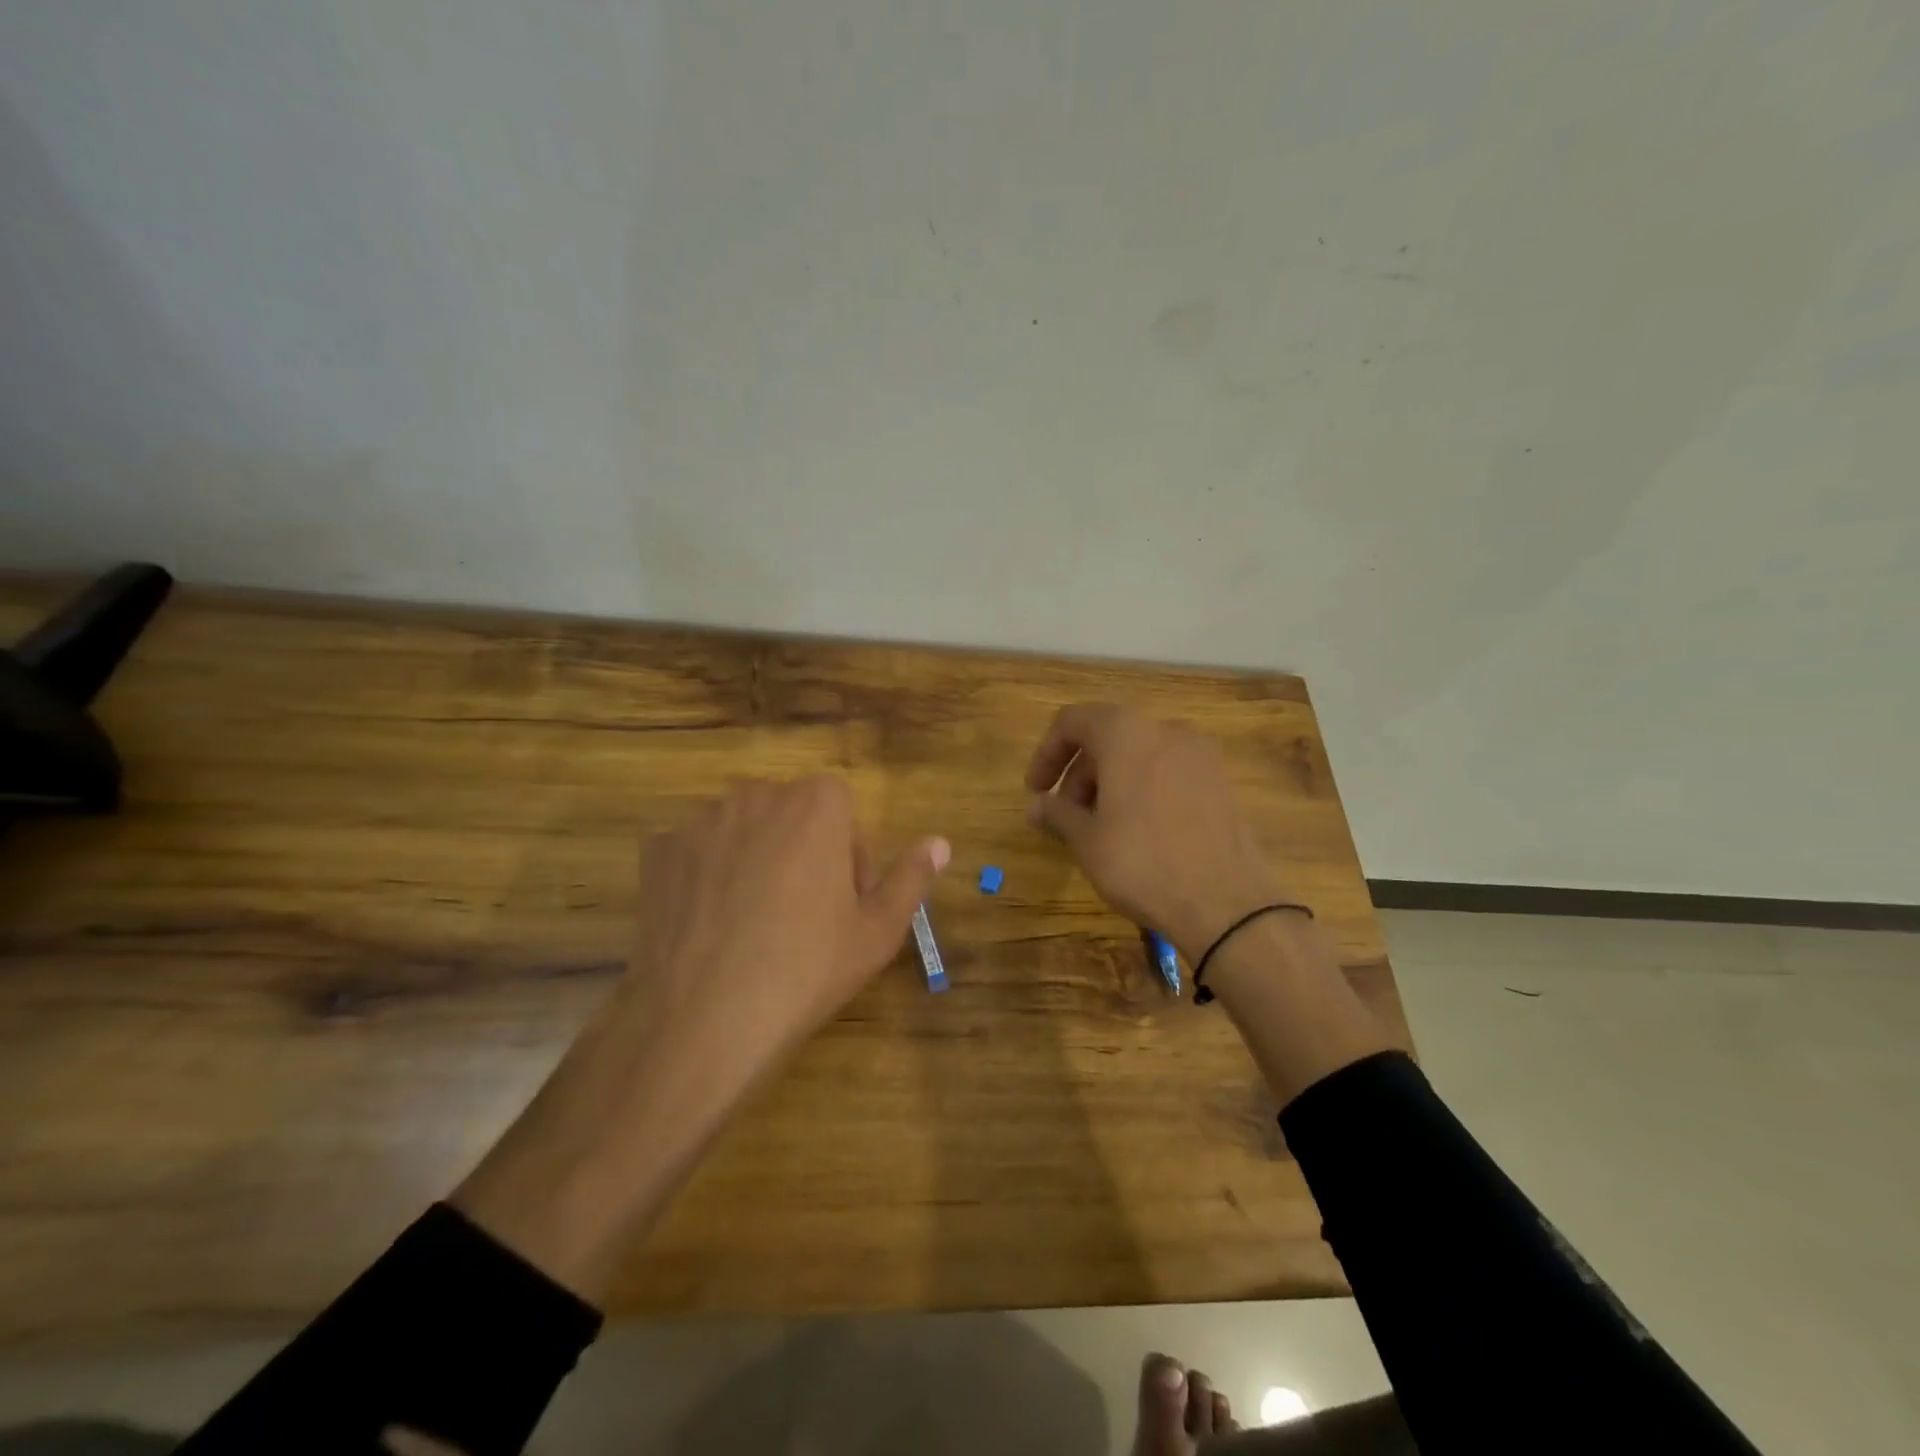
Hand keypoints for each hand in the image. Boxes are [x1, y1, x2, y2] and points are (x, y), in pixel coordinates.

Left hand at [454, 777, 946, 1301]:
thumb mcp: (878, 930)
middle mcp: (757, 794)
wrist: (704, 1019)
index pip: (842, 809)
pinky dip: (707, 874)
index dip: (848, 855)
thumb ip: (912, 877)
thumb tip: (940, 842)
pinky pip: (696, 850)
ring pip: (744, 829)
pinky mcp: (657, 851)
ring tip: (754, 922)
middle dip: (803, 851)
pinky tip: (710, 923)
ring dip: (755, 858)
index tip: (844, 903)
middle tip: (803, 915)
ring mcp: (701, 820)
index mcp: (817, 802)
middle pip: (791, 814)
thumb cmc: (807, 968)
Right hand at [1026, 704, 1395, 1102]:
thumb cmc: (1143, 863)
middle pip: (1108, 735)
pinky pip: (1168, 769)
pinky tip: (1137, 829)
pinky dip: (1143, 786)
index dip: (1047, 753)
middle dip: (1079, 771)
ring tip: (1100, 825)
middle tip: (1065, 814)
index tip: (1036, 790)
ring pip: (1140, 753)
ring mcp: (1200, 754)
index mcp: (1126, 733)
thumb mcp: (1087, 840)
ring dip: (1110, 780)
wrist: (1227, 904)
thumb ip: (1057, 813)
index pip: (1072, 721)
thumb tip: (1036, 806)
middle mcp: (1166, 729)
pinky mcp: (1221, 780)